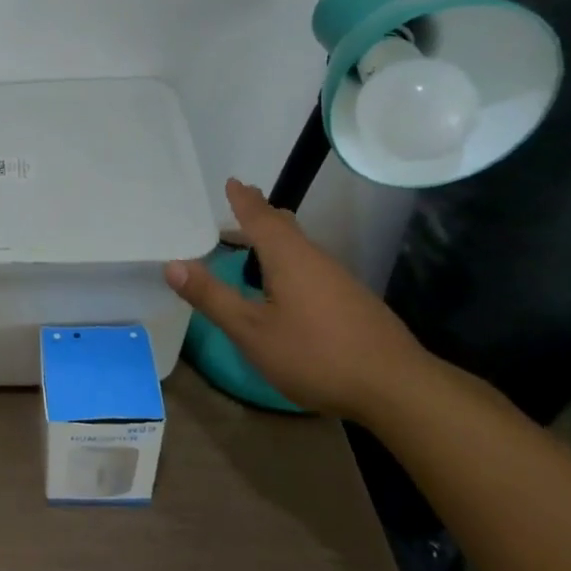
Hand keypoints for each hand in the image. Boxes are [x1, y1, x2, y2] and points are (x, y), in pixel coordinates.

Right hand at [163, 178, 431, 419]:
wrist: (398, 389)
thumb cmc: (316, 355)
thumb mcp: (252, 331)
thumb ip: (212, 298)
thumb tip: (173, 264)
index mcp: (289, 258)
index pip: (261, 218)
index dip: (244, 200)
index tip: (233, 182)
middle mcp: (316, 260)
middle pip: (286, 227)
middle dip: (262, 213)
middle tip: (244, 201)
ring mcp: (340, 281)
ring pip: (302, 248)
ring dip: (278, 238)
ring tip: (260, 240)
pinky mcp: (354, 303)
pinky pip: (314, 267)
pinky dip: (292, 261)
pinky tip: (290, 286)